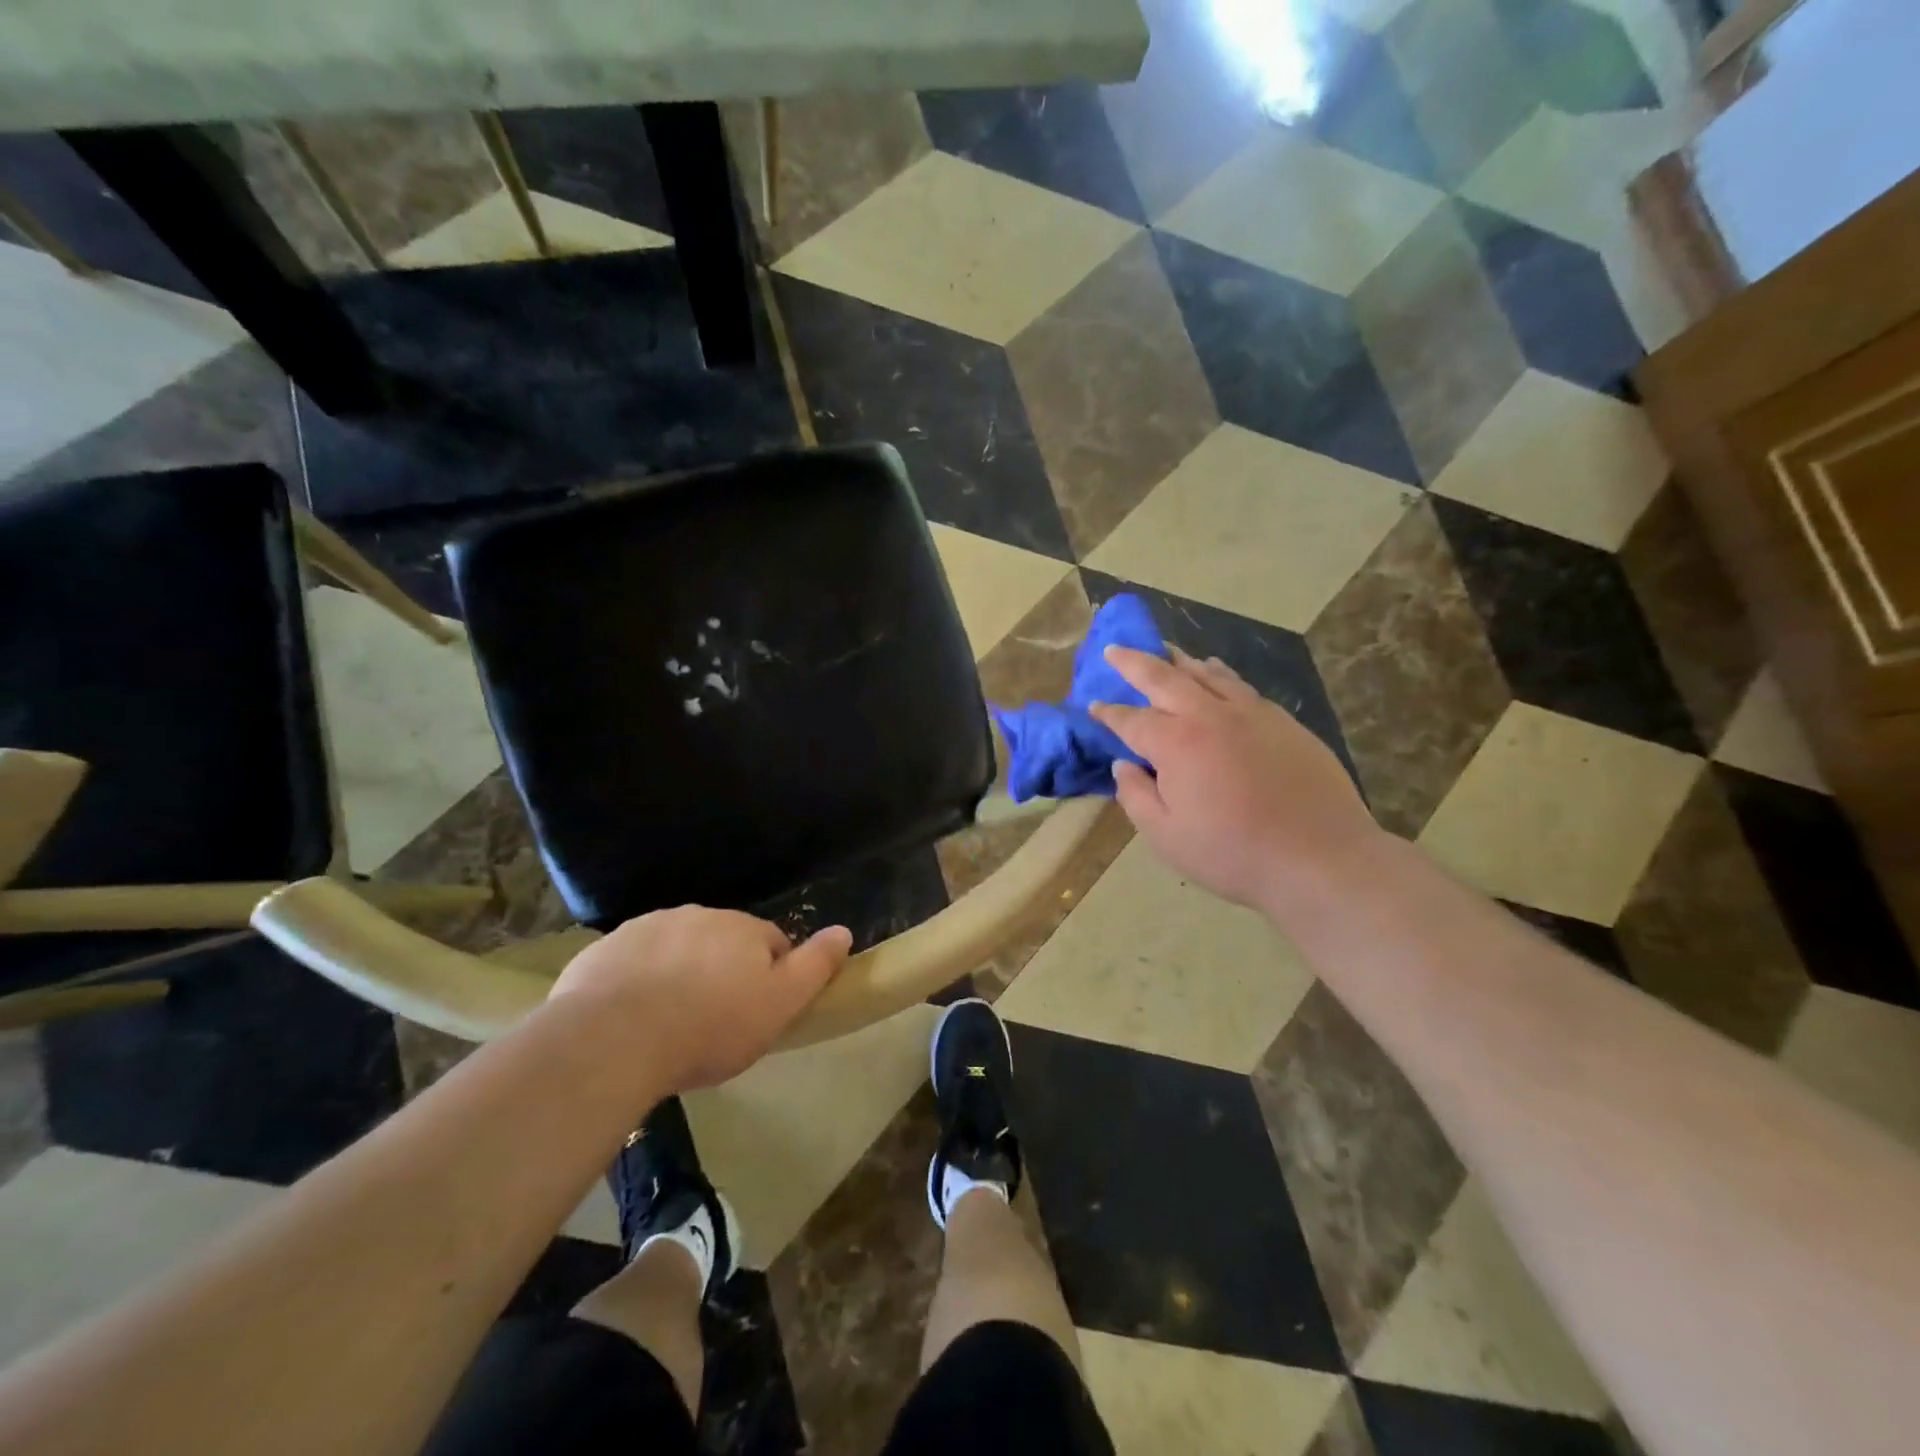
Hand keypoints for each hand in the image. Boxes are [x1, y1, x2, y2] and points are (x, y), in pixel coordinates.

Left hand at [549, 907, 851, 1090]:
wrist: (613, 1039)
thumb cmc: (710, 1026)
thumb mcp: (779, 1005)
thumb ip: (815, 966)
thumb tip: (843, 931)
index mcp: (743, 928)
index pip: (772, 942)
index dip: (771, 977)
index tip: (758, 1013)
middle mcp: (699, 915)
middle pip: (723, 941)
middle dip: (723, 970)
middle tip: (714, 1021)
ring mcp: (648, 927)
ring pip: (678, 948)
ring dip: (681, 972)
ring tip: (671, 1022)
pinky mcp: (606, 949)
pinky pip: (634, 962)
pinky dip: (639, 980)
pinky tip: (632, 1018)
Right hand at [1090, 647, 1379, 914]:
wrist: (1320, 858)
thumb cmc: (1233, 853)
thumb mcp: (1166, 837)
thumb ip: (1136, 797)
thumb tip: (1123, 765)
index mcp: (1176, 743)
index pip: (1131, 720)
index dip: (1109, 712)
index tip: (1094, 705)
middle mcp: (1210, 716)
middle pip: (1165, 677)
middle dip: (1134, 662)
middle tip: (1115, 649)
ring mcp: (1252, 713)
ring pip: (1208, 674)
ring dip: (1180, 660)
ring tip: (1166, 651)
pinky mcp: (1284, 722)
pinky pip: (1241, 686)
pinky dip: (1219, 673)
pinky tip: (1217, 673)